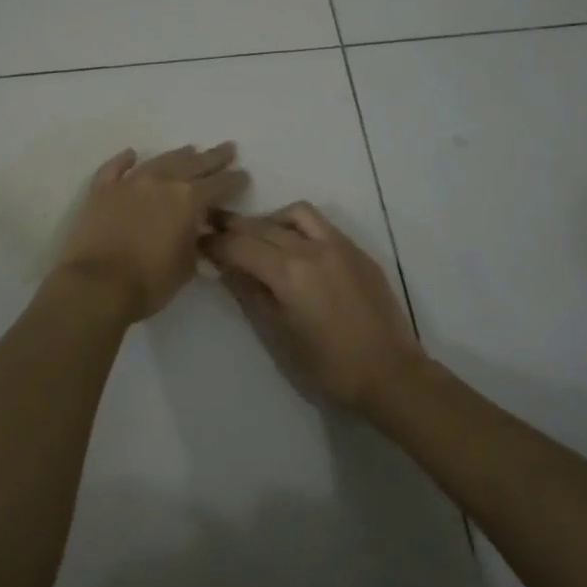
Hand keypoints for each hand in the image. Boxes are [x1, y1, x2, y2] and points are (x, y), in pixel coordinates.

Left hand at [52, 143, 248, 321]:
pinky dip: (124, 160)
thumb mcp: (186, 266)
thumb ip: (195, 242)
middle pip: (193, 163)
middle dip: (213, 157)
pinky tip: (132, 154)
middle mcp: (162, 182)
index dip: (234, 180)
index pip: (219, 184)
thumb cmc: (149, 282)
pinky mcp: (101, 190)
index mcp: (188, 200)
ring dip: (178, 155)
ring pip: (159, 160)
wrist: (96, 285)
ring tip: (190, 149)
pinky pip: (115, 168)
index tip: (243, 175)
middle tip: (228, 148)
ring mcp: (129, 182)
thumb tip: (196, 231)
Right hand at [203, 202, 425, 411]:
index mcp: (289, 272)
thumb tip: (228, 269)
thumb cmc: (328, 366)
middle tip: (213, 228)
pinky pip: (321, 225)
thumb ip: (251, 295)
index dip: (215, 243)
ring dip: (270, 219)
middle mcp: (312, 248)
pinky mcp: (357, 251)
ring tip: (258, 237)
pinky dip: (298, 226)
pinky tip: (294, 246)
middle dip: (234, 226)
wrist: (390, 373)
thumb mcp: (279, 334)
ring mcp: (339, 245)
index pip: (240, 246)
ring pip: (296, 214)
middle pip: (263, 226)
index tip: (197, 242)